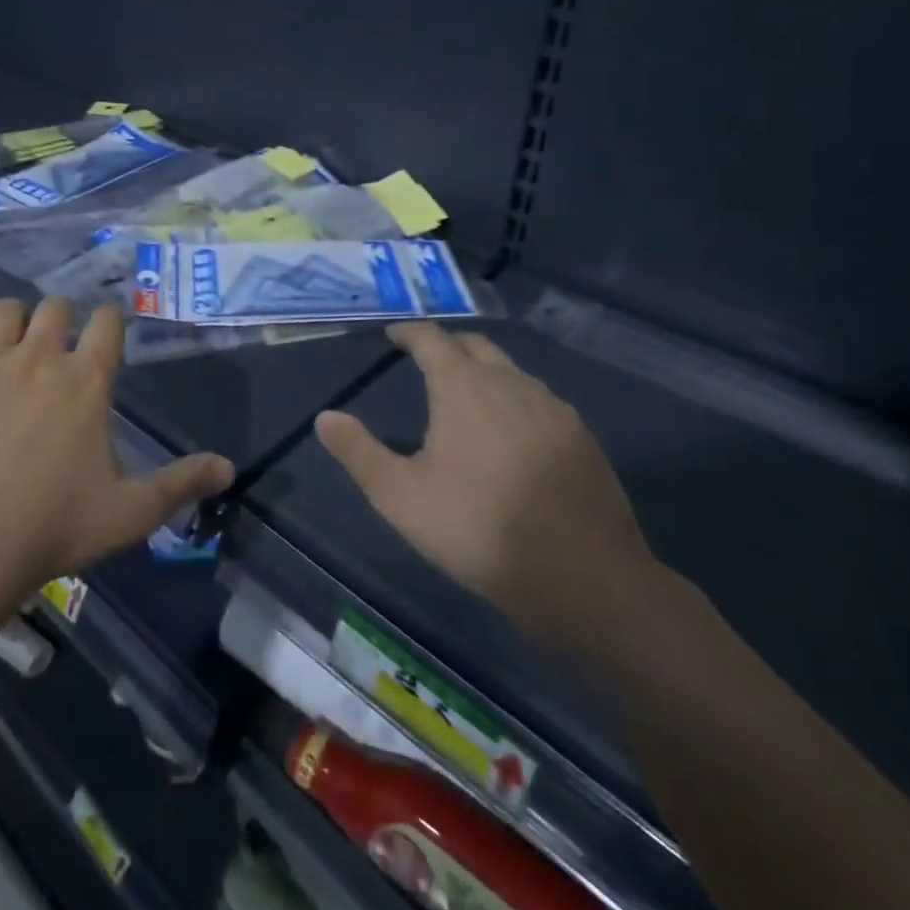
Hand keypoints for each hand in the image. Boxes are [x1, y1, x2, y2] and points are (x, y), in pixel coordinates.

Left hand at [0, 299, 233, 608]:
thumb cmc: (53, 528)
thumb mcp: (131, 513)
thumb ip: (181, 484)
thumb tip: (229, 467)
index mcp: (87, 380)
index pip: (107, 321)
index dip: (110, 322)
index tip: (106, 334)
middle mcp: (39, 356)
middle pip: (54, 306)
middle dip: (61, 320)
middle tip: (57, 350)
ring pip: (3, 310)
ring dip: (13, 323)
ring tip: (10, 350)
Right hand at [314, 323, 656, 648]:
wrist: (584, 578)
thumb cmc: (477, 530)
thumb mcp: (400, 497)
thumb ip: (359, 452)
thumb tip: (325, 417)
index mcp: (463, 388)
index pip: (432, 340)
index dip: (409, 332)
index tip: (393, 334)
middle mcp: (510, 384)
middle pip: (475, 346)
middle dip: (448, 346)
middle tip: (426, 360)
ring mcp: (553, 408)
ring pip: (512, 372)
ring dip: (484, 372)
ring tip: (467, 397)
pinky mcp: (581, 437)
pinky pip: (540, 400)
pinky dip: (515, 400)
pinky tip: (512, 434)